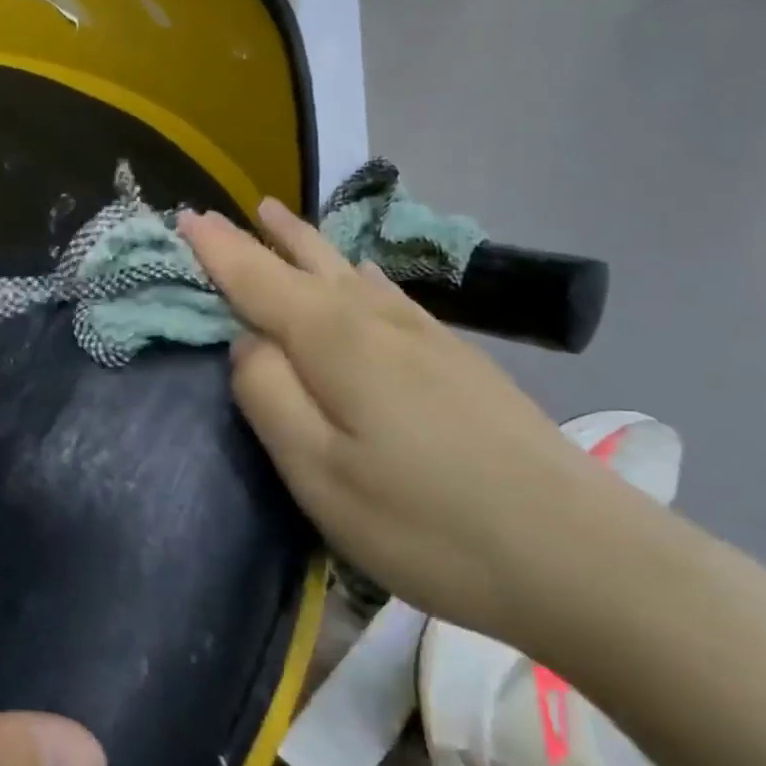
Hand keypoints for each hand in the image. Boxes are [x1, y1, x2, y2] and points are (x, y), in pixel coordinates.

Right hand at [180, 202, 639, 652]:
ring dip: (311, 245)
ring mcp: (429, 339)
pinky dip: (356, 274)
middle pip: (311, 263)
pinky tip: (363, 279)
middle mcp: (380, 322)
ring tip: (284, 221)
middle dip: (267, 237)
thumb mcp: (319, 473)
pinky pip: (388, 295)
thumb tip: (246, 342)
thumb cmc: (427, 523)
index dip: (219, 249)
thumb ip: (270, 397)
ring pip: (352, 273)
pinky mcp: (461, 363)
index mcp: (336, 342)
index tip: (184, 216)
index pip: (260, 279)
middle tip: (236, 210)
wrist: (581, 555)